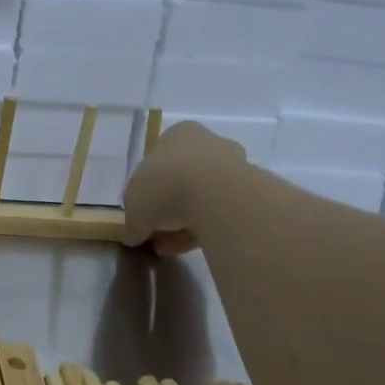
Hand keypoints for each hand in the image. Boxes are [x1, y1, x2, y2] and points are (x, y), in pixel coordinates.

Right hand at [123, 120, 248, 253]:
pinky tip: (188, 249)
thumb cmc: (165, 185)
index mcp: (177, 135)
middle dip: (167, 209)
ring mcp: (234, 166)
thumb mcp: (133, 204)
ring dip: (184, 223)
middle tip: (155, 233)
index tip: (142, 212)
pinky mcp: (251, 192)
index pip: (158, 160)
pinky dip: (204, 230)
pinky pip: (221, 213)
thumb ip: (132, 219)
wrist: (217, 196)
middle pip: (182, 179)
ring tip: (169, 249)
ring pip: (203, 198)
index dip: (147, 189)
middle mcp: (207, 143)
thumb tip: (133, 234)